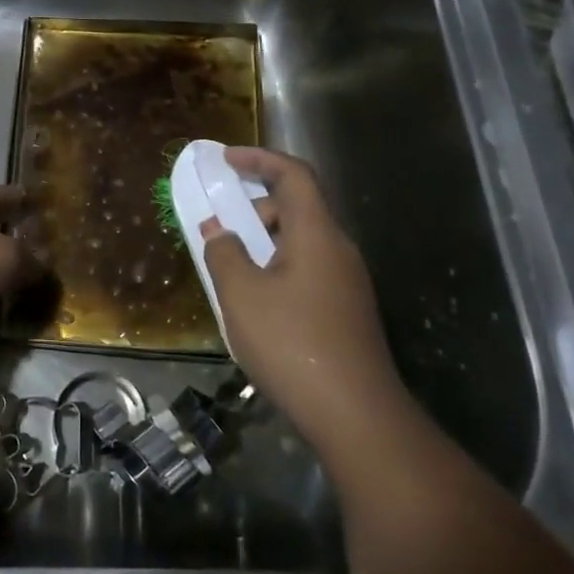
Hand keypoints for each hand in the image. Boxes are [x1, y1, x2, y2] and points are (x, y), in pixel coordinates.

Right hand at [201, 149, 405, 452]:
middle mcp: (338, 250)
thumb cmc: (292, 343)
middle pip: (297, 208)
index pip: (294, 175)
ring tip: (230, 271)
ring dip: (263, 244)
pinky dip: (276, 269)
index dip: (259, 159)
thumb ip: (223, 254)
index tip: (225, 161)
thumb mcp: (241, 295)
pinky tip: (256, 305)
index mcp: (317, 235)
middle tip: (220, 228)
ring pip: (301, 243)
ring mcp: (347, 283)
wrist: (355, 414)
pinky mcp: (346, 311)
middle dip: (255, 208)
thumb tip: (218, 230)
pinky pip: (306, 271)